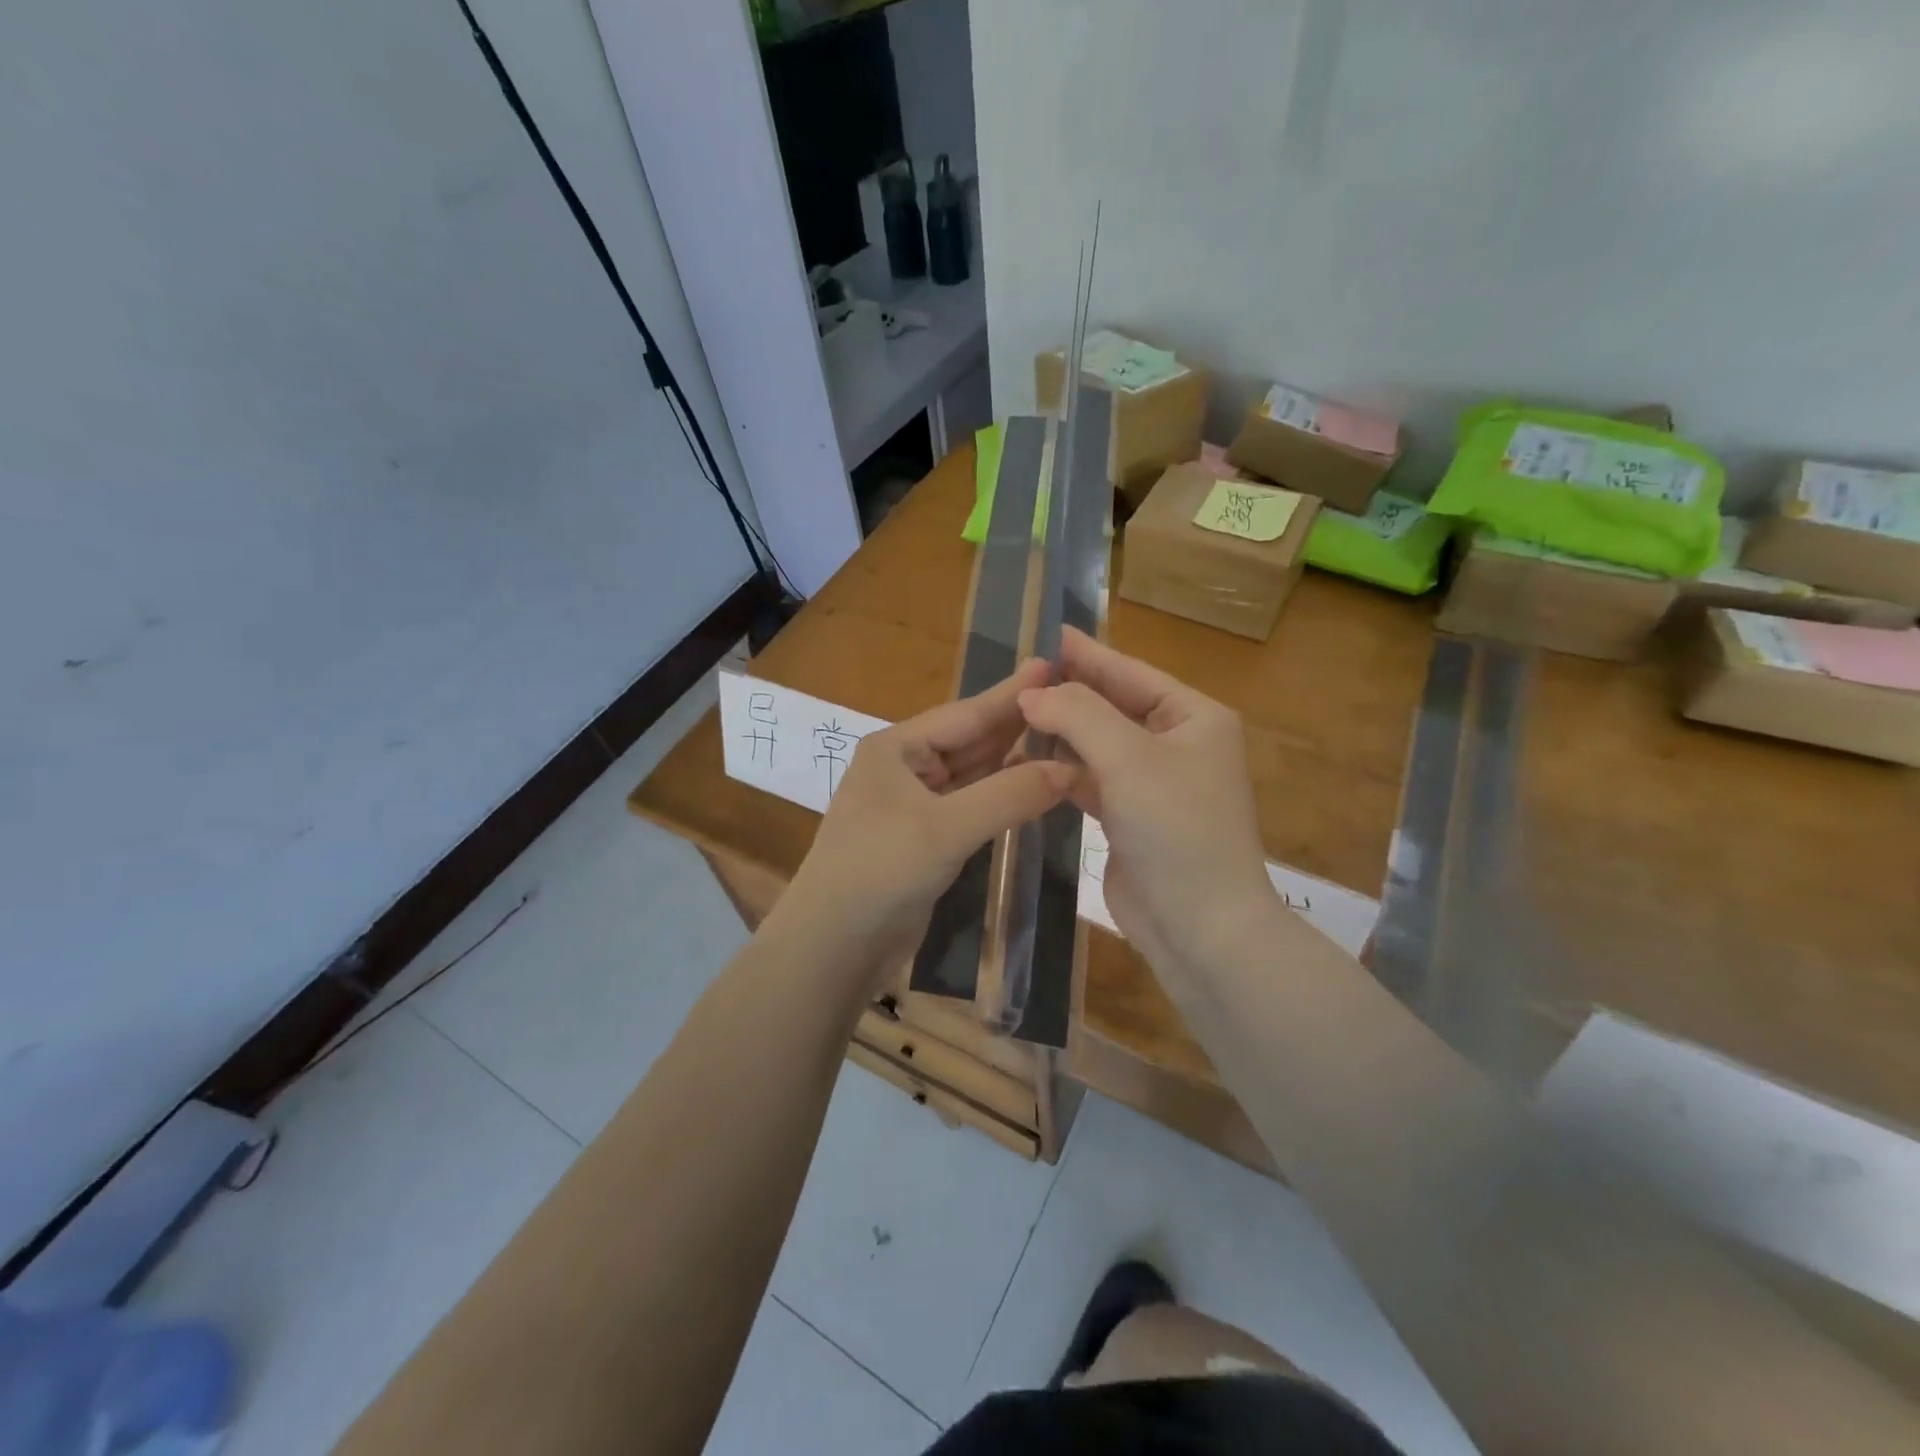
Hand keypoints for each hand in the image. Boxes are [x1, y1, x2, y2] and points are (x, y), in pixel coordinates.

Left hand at [779, 659, 1072, 989]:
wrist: (833, 945)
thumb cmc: (880, 871)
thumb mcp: (945, 829)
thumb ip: (1009, 796)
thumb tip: (1070, 769)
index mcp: (896, 748)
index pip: (966, 714)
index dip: (1012, 693)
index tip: (1052, 663)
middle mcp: (904, 768)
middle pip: (971, 741)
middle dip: (1018, 724)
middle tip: (1071, 700)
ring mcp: (914, 805)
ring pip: (974, 775)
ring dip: (1014, 762)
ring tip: (1064, 736)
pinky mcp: (925, 839)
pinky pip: (972, 807)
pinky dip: (1002, 798)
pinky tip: (1035, 787)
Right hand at [1017, 628, 1275, 973]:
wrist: (1200, 925)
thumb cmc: (1176, 828)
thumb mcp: (1128, 759)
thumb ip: (1078, 715)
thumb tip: (1032, 693)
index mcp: (1193, 717)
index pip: (1131, 672)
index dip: (1088, 653)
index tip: (1048, 634)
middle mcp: (1177, 743)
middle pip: (1114, 705)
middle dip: (1070, 691)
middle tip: (1020, 673)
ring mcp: (1154, 782)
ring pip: (1099, 742)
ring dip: (1062, 729)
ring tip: (1016, 710)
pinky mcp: (1131, 816)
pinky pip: (1092, 778)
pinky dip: (1064, 767)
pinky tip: (1030, 757)